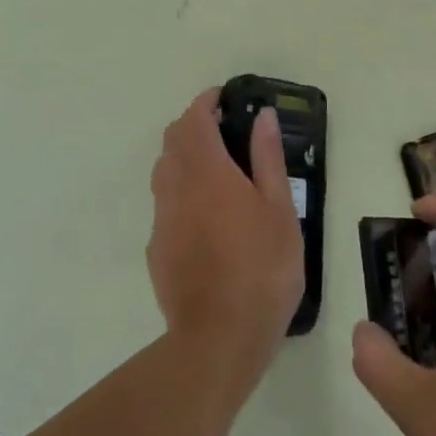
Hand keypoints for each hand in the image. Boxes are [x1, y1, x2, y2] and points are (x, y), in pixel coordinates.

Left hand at [149, 88, 303, 366]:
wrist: (219, 337)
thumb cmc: (262, 268)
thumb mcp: (279, 209)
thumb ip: (267, 158)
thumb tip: (262, 116)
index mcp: (208, 172)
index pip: (195, 119)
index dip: (206, 102)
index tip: (225, 98)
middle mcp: (176, 188)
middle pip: (172, 139)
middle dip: (193, 124)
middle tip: (226, 130)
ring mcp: (161, 219)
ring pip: (163, 170)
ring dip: (183, 155)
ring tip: (217, 169)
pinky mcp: (156, 248)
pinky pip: (164, 203)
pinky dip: (180, 190)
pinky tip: (206, 214)